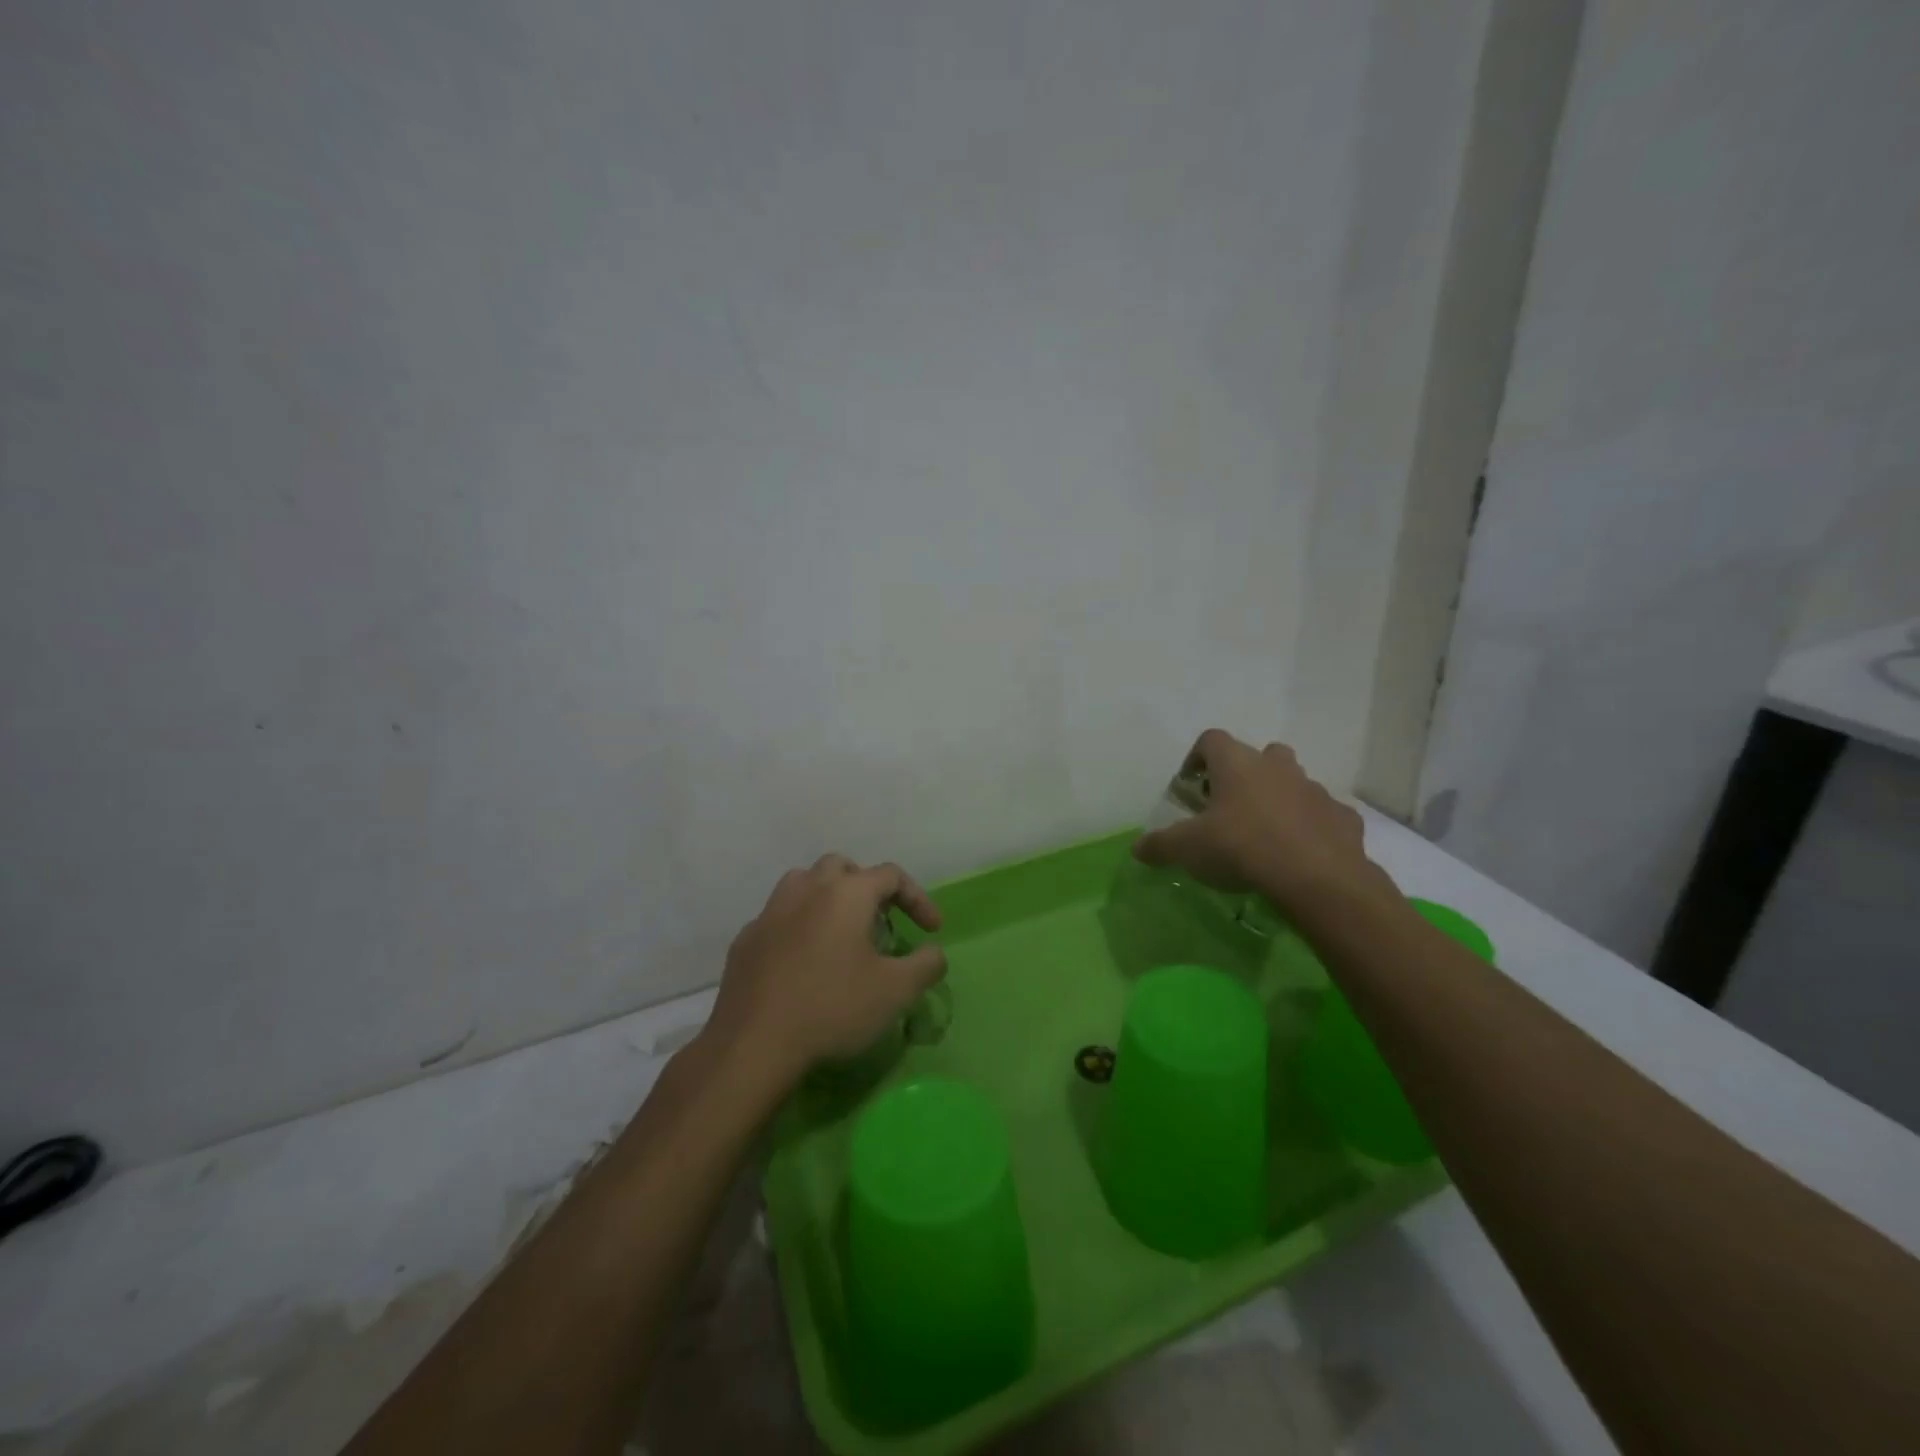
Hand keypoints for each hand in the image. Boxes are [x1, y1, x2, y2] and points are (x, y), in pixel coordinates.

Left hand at [707, 854, 946, 1084]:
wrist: (754, 1043)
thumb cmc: (832, 1008)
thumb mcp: (896, 991)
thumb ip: (925, 965)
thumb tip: (933, 952)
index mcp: (847, 893)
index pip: (891, 875)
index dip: (917, 898)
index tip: (930, 930)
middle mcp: (807, 889)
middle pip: (842, 868)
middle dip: (866, 887)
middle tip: (879, 920)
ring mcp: (771, 911)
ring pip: (803, 884)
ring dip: (826, 898)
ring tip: (839, 933)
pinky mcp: (746, 939)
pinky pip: (779, 918)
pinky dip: (797, 927)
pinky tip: (802, 962)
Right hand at [1132, 730, 1386, 912]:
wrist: (1316, 878)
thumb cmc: (1241, 848)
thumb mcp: (1187, 849)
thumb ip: (1160, 845)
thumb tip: (1137, 848)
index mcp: (1237, 764)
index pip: (1211, 739)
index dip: (1197, 757)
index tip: (1191, 784)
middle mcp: (1277, 767)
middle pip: (1261, 754)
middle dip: (1246, 774)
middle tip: (1231, 806)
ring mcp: (1314, 790)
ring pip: (1295, 782)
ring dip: (1279, 799)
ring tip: (1265, 834)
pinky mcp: (1343, 818)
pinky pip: (1323, 815)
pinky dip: (1311, 827)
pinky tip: (1300, 853)